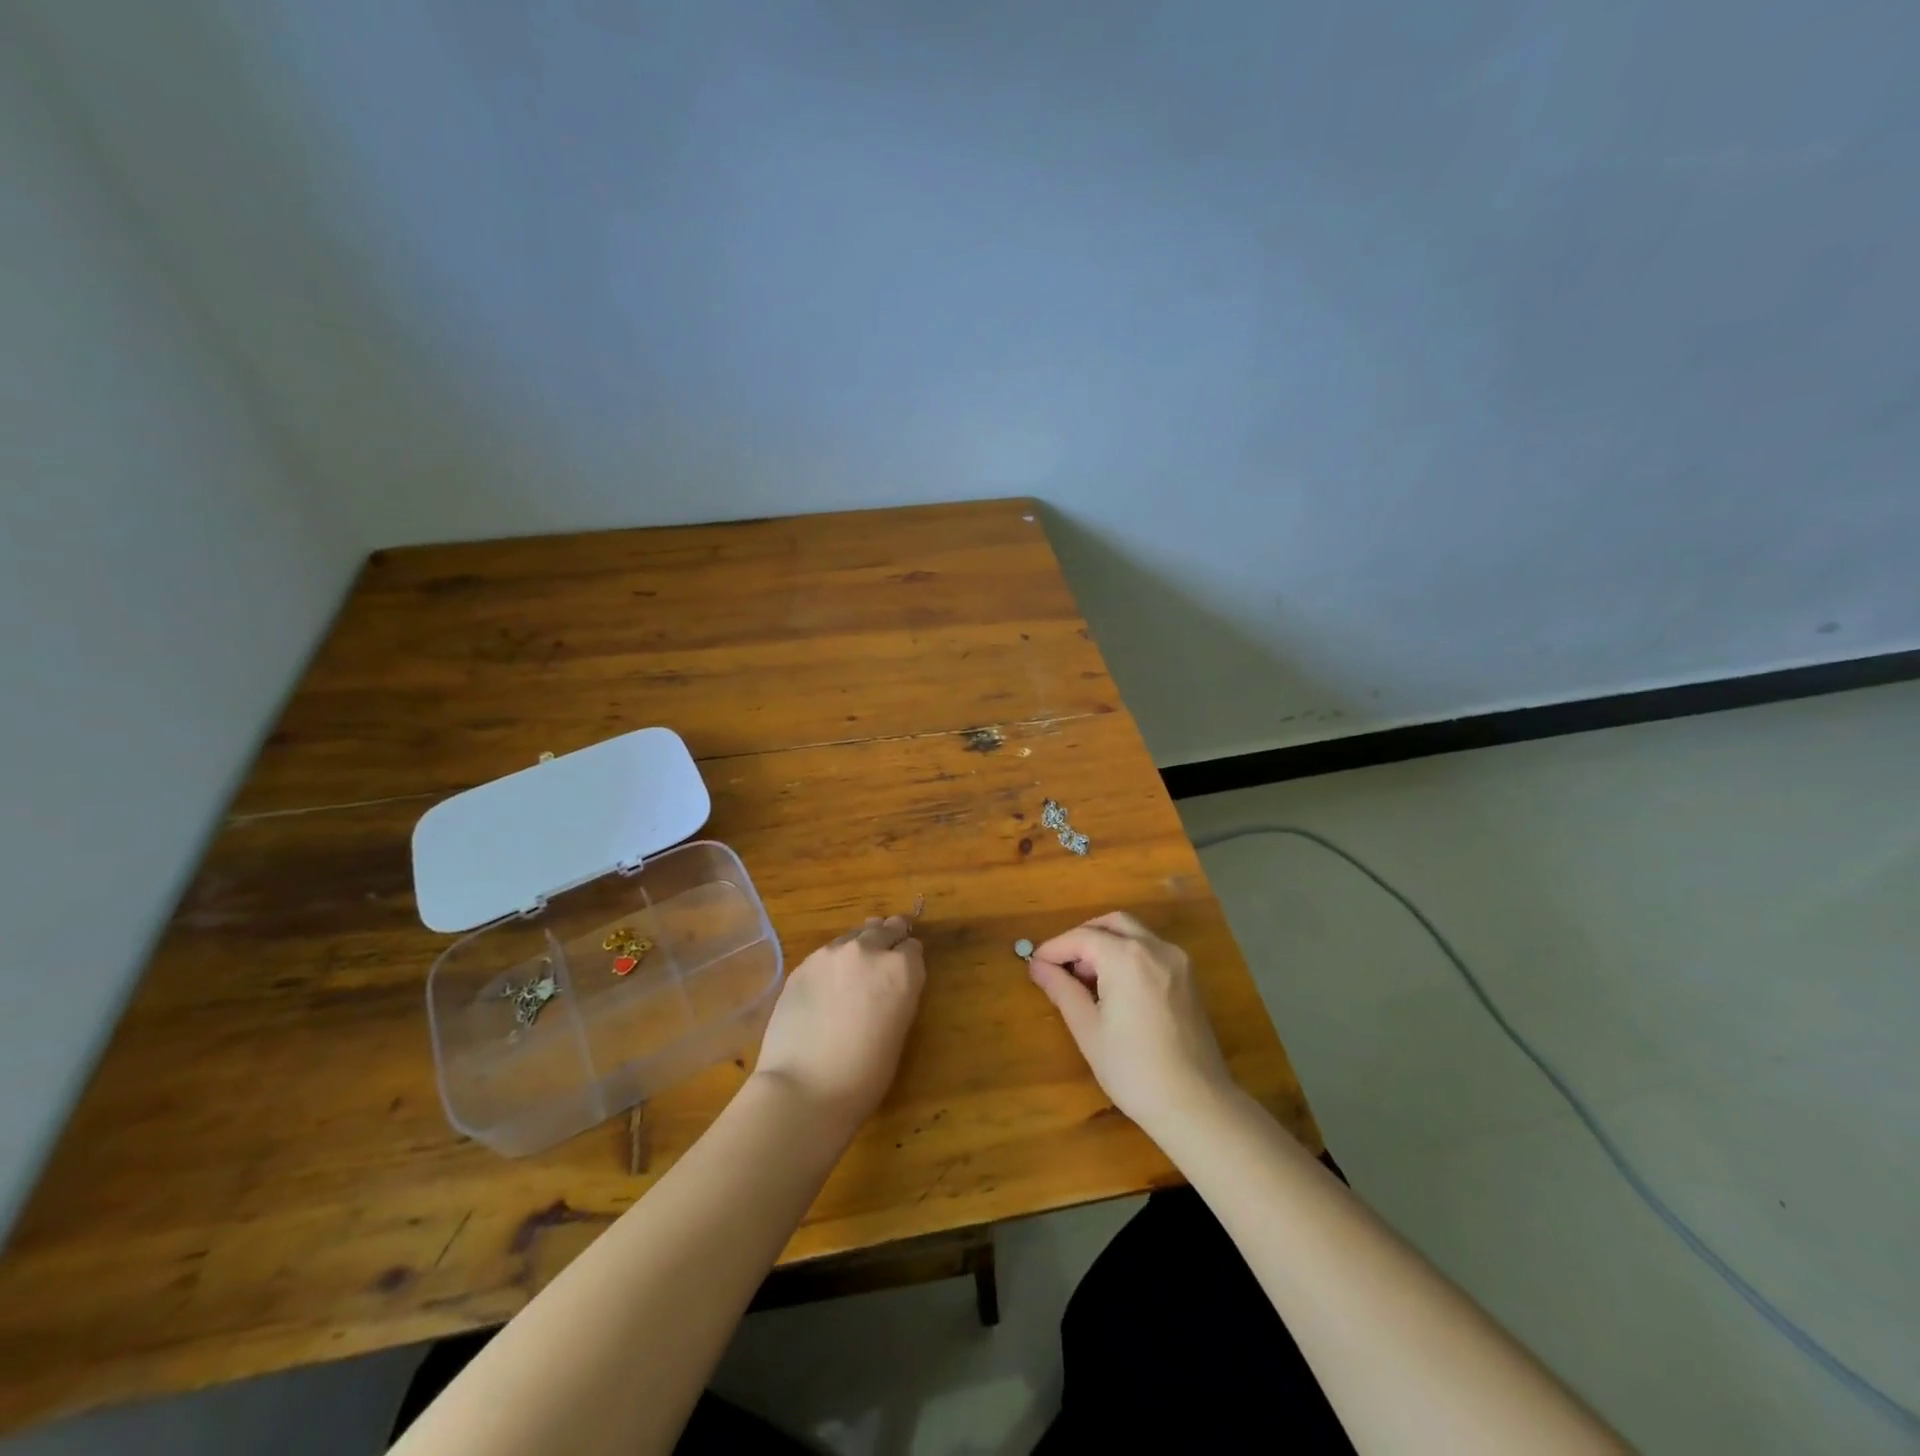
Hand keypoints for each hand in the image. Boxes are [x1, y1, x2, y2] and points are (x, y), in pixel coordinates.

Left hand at [753, 916, 925, 1136]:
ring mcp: (831, 953)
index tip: (905, 969)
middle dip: (888, 939)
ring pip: (853, 936)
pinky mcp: (803, 964)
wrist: (805, 1088)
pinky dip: (833, 963)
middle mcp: (868, 950)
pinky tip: (827, 986)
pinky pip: (826, 954)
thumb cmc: (865, 1074)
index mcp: (901, 969)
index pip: (912, 947)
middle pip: (884, 929)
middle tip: (885, 954)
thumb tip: (888, 982)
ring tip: (854, 971)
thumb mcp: (899, 1030)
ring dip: (859, 947)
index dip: (909, 958)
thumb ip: (898, 993)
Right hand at [1028, 911, 1235, 1135]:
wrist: (1197, 1105)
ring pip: (1135, 933)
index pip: (1082, 937)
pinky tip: (1116, 986)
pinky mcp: (1189, 978)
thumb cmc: (1134, 1070)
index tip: (1035, 964)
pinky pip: (1152, 950)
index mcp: (1127, 957)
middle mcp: (1155, 948)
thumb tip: (1037, 966)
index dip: (1055, 948)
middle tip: (1062, 965)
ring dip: (1107, 943)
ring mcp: (1177, 961)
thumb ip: (1062, 989)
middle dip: (1083, 937)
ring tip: (1087, 978)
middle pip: (1112, 924)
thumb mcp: (1088, 1029)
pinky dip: (1129, 954)